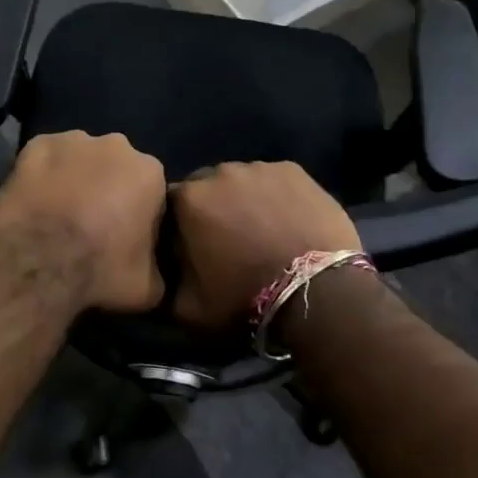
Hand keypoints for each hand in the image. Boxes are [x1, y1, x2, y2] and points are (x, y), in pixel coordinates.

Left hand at [0, 131, 166, 312]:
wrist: (39, 262)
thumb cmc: (101, 270)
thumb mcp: (149, 286)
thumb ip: (158, 268)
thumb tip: (154, 268)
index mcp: (150, 172)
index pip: (151, 190)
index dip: (139, 214)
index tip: (125, 237)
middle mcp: (116, 145)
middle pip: (116, 167)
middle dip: (108, 188)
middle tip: (91, 225)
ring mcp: (73, 140)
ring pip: (80, 158)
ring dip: (75, 179)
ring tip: (59, 214)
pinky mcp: (36, 143)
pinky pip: (45, 158)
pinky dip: (42, 174)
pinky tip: (34, 201)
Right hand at [171, 162, 361, 327]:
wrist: (314, 290)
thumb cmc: (244, 298)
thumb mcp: (188, 309)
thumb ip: (167, 285)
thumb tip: (163, 276)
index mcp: (187, 199)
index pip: (170, 203)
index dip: (180, 224)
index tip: (191, 245)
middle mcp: (219, 173)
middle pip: (207, 186)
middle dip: (212, 207)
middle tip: (228, 239)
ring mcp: (259, 168)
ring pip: (242, 180)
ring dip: (244, 199)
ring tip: (262, 229)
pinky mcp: (294, 171)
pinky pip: (275, 180)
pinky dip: (276, 195)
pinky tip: (287, 220)